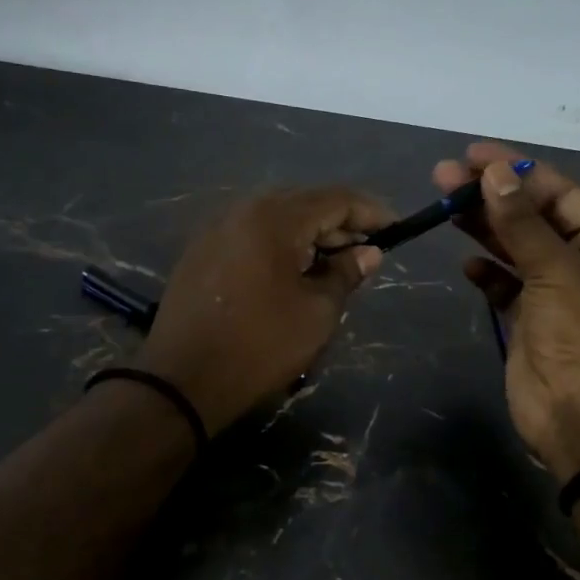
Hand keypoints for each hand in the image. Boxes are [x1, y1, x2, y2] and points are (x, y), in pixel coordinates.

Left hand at [134, 188, 393, 435]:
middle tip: (366, 252)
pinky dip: (279, 244)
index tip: (397, 229)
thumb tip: (368, 253)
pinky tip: (292, 271)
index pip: (335, 199)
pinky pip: (251, 234)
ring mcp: (216, 229)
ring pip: (275, 217)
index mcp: (274, 218)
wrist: (182, 380)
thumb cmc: (259, 346)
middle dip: (340, 223)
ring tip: (333, 264)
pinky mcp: (200, 251)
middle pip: (304, 202)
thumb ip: (345, 274)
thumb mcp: (316, 313)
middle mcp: (242, 210)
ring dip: (309, 234)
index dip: (371, 212)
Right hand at [432, 143, 579, 481]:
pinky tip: (467, 263)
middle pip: (532, 217)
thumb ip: (521, 222)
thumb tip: (491, 172)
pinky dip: (486, 273)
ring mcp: (554, 294)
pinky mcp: (528, 322)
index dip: (517, 170)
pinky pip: (504, 286)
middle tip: (443, 175)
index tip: (473, 153)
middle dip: (490, 195)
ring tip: (442, 204)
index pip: (559, 192)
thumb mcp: (557, 270)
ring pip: (514, 249)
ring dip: (482, 228)